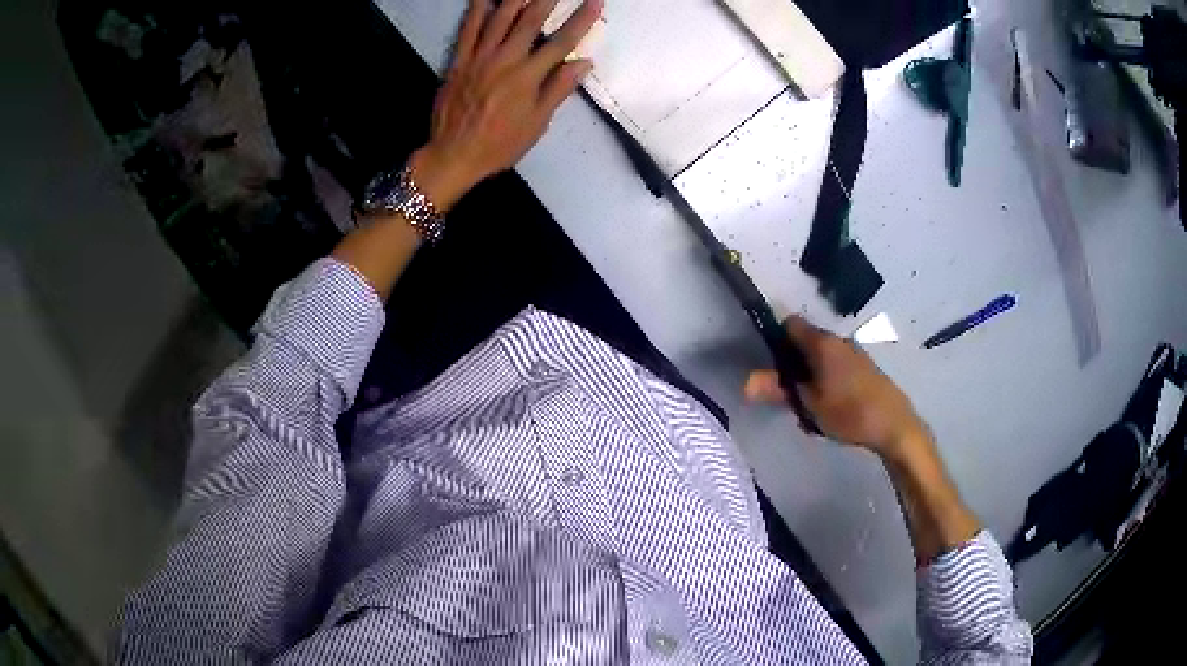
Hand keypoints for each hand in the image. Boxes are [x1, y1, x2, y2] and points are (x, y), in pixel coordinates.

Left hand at [411, 0, 602, 210]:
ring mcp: (479, 58)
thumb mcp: (536, 123)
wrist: (453, 155)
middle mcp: (505, 60)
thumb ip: (558, 89)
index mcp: (528, 77)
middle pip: (530, 21)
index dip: (581, 20)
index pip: (562, 42)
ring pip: (499, 18)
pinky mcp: (459, 61)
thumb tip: (584, 63)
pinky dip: (477, 10)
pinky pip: (468, 30)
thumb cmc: (500, 144)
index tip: (595, 1)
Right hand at [745, 316, 929, 460]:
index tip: (769, 363)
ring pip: (823, 356)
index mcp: (822, 343)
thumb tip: (746, 383)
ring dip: (812, 374)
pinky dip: (828, 379)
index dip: (776, 338)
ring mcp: (855, 353)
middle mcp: (838, 340)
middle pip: (806, 341)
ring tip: (809, 404)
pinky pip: (838, 366)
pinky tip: (832, 406)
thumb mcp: (809, 405)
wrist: (895, 426)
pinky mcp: (866, 368)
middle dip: (793, 363)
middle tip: (788, 393)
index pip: (790, 324)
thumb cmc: (849, 413)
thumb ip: (778, 390)